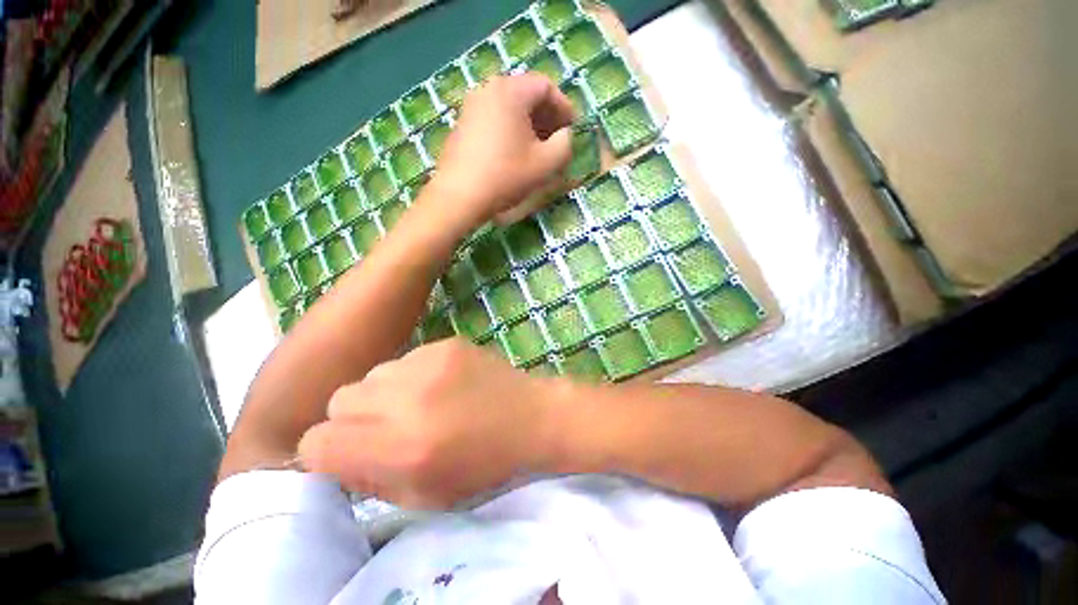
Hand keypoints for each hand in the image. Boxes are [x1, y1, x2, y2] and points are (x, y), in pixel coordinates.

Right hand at [297, 338, 565, 508]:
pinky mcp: (446, 344)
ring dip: (383, 393)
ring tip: (419, 402)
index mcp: (399, 448)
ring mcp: (428, 364)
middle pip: (339, 401)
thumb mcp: (424, 494)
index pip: (317, 443)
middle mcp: (406, 400)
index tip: (350, 453)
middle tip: (386, 427)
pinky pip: (408, 358)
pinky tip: (443, 384)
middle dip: (352, 420)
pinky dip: (413, 374)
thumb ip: (371, 479)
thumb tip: (336, 456)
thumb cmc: (484, 464)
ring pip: (372, 375)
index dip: (327, 452)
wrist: (530, 416)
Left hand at [430, 74, 574, 228]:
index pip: (546, 86)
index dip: (564, 107)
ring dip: (529, 124)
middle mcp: (489, 89)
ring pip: (510, 107)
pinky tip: (515, 152)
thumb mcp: (545, 163)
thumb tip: (566, 135)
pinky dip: (511, 129)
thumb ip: (565, 144)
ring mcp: (472, 105)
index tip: (572, 128)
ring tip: (539, 148)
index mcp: (511, 91)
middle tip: (558, 139)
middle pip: (526, 94)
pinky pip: (494, 118)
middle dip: (547, 116)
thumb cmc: (506, 176)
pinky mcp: (463, 123)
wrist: (460, 196)